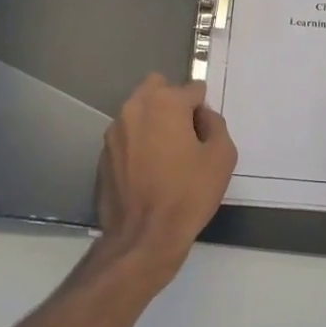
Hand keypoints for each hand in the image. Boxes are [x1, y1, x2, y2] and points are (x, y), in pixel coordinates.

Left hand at [93, 74, 236, 283]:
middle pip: (158, 88)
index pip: (193, 89)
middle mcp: (134, 108)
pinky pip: (127, 135)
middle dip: (173, 102)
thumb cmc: (188, 194)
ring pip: (139, 111)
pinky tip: (149, 171)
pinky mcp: (103, 154)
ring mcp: (114, 131)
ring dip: (154, 121)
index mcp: (164, 103)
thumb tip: (202, 117)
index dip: (203, 110)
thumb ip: (215, 124)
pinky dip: (139, 143)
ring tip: (167, 156)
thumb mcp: (222, 157)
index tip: (206, 134)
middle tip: (186, 135)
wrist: (143, 237)